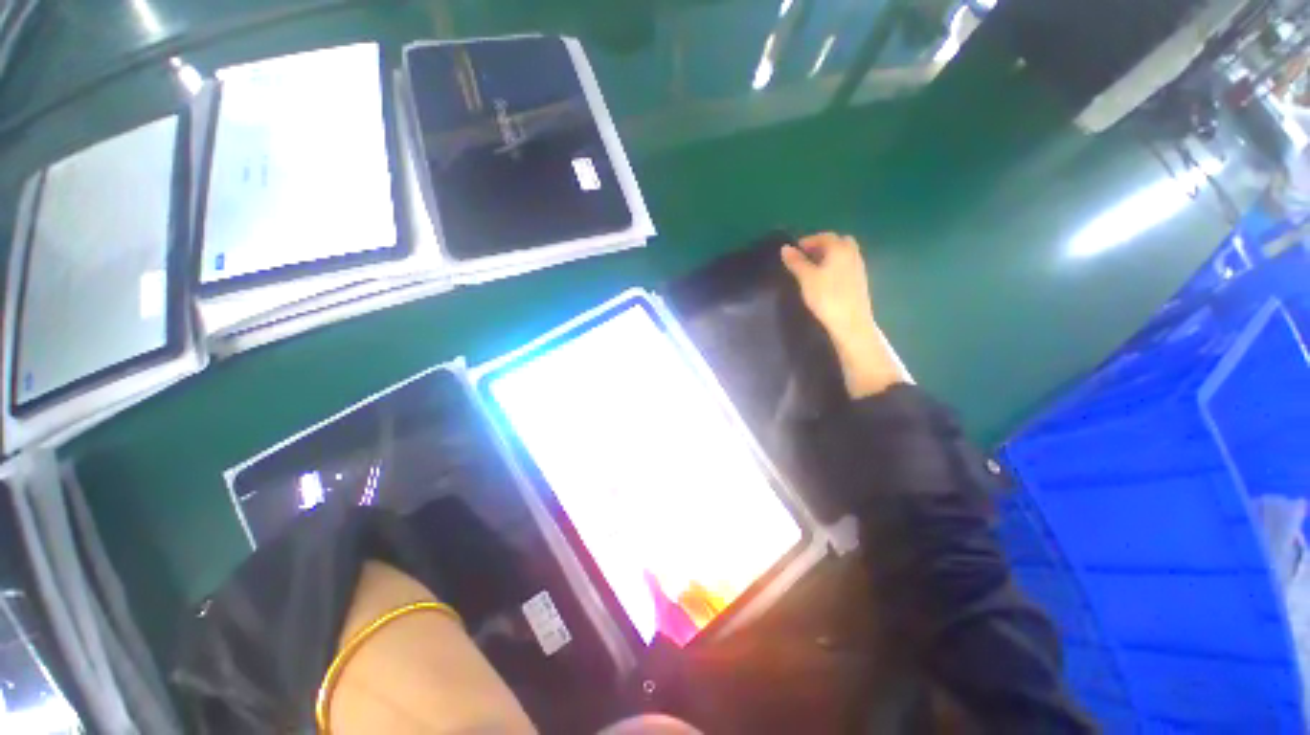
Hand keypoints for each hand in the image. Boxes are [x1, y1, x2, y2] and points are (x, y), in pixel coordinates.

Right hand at [781, 233, 903, 398]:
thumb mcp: (806, 278)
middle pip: (838, 241)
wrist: (850, 323)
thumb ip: (796, 262)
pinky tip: (825, 279)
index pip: (824, 236)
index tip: (794, 249)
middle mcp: (852, 253)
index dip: (808, 240)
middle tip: (806, 256)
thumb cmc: (826, 297)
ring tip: (813, 268)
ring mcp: (859, 267)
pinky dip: (835, 265)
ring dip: (829, 255)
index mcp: (840, 248)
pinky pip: (846, 265)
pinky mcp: (860, 281)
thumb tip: (785, 248)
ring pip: (844, 253)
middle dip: (822, 245)